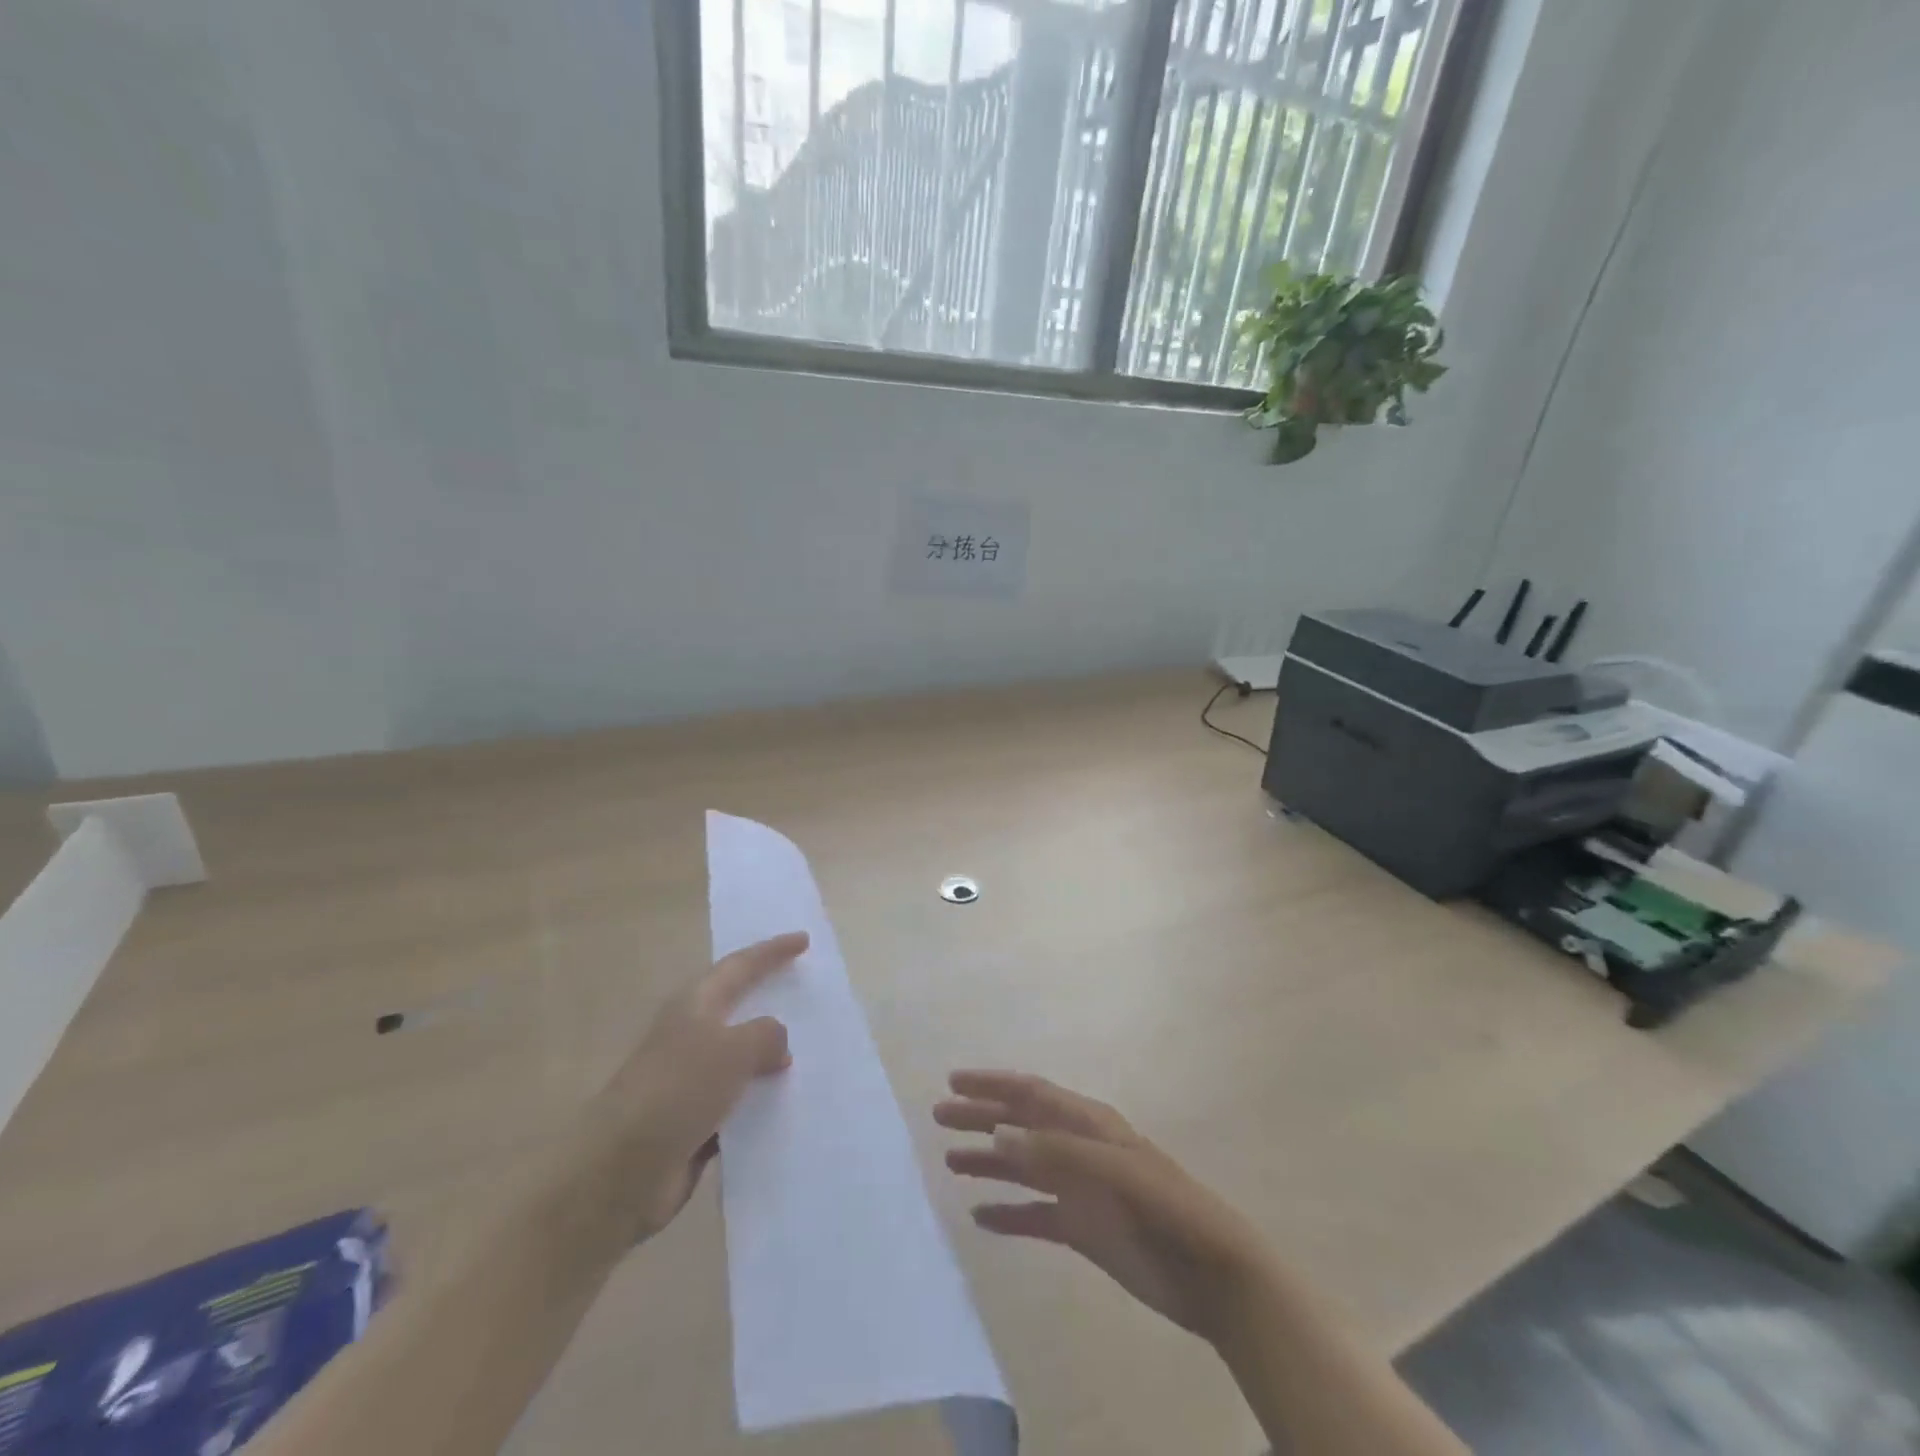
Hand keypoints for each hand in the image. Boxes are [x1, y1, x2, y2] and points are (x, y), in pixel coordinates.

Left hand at [594, 931, 807, 1242]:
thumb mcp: (731, 1050)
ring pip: (741, 1057)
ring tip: (814, 1050)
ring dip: (771, 1053)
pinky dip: (762, 1099)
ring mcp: (691, 1080)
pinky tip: (790, 1105)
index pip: (740, 966)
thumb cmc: (676, 1091)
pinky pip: (739, 1101)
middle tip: (806, 988)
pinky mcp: (694, 1121)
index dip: (771, 951)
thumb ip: (765, 1035)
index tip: (803, 940)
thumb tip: (777, 1042)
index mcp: (696, 1005)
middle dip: (770, 996)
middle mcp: (692, 1035)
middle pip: (738, 1006)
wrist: (618, 1171)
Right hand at [935, 1070, 1274, 1344]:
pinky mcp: (1083, 1228)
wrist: (1212, 1273)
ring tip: (949, 1161)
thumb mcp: (1112, 1171)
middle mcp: (1078, 1148)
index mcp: (1088, 1123)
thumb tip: (996, 1136)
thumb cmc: (1164, 1207)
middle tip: (939, 1117)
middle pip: (1021, 1125)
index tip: (953, 1081)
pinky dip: (1009, 1213)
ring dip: (988, 1161)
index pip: (1031, 1093)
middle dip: (981, 1117)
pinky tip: (981, 1216)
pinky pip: (1035, 1214)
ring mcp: (1080, 1189)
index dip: (993, 1084)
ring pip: (1023, 1167)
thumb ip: (1055, 1153)